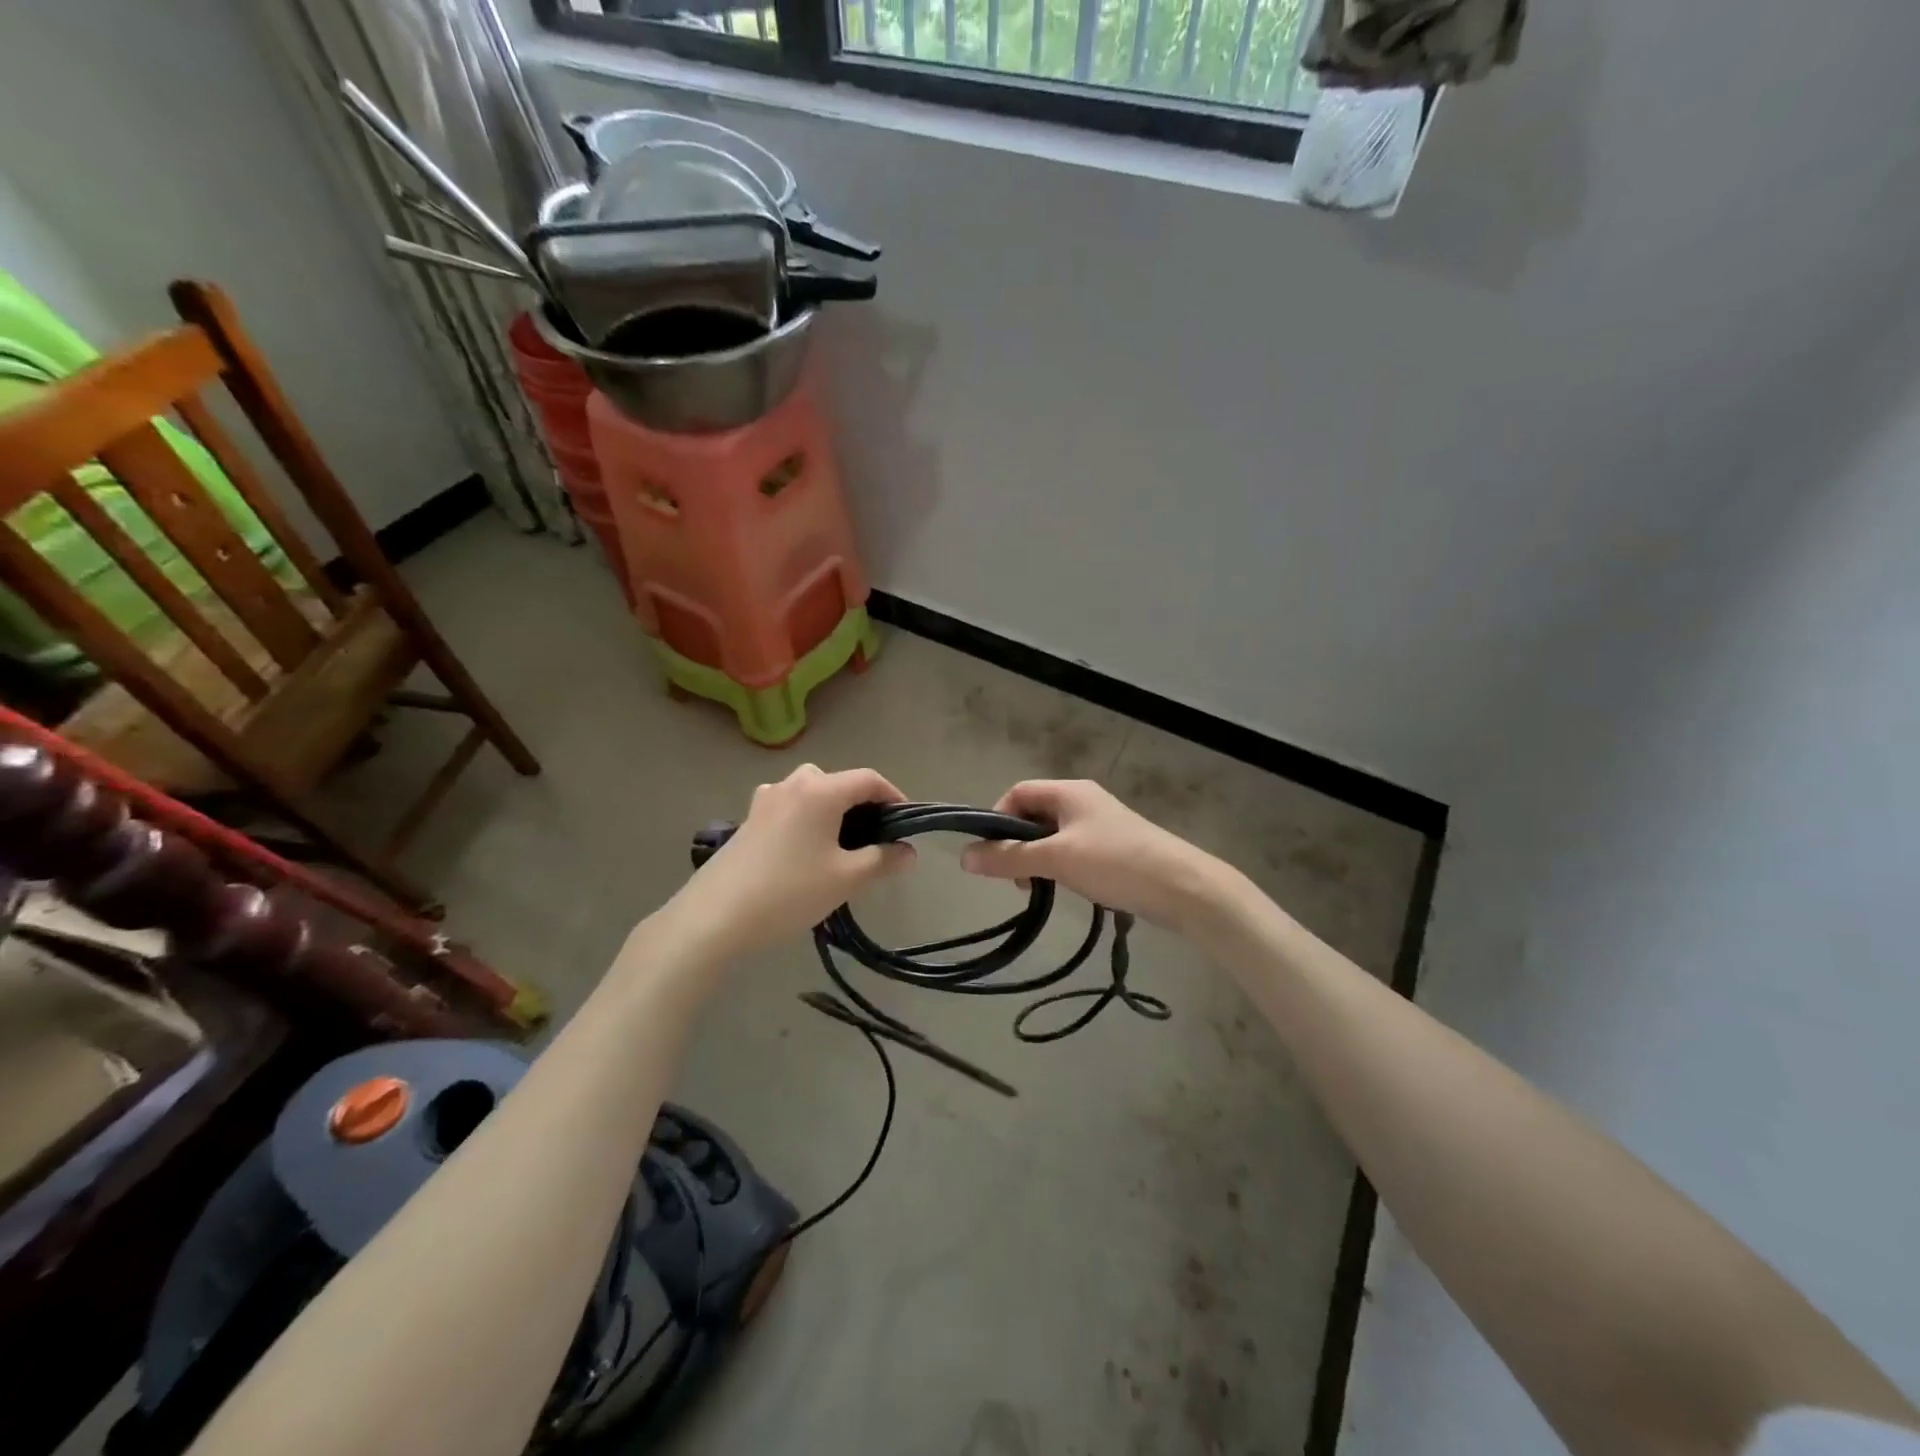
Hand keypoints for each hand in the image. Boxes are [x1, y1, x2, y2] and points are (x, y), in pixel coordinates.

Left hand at [661, 765, 914, 961]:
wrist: (713, 918)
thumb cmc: (789, 892)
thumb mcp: (846, 879)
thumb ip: (883, 860)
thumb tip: (908, 851)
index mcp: (820, 790)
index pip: (869, 779)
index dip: (894, 797)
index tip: (906, 824)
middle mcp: (792, 784)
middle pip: (838, 783)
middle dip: (862, 806)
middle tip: (874, 840)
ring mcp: (765, 800)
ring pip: (811, 795)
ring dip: (832, 813)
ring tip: (841, 850)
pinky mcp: (747, 820)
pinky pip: (789, 810)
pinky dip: (807, 822)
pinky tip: (805, 857)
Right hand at [960, 780, 1229, 930]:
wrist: (1183, 887)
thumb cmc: (1115, 862)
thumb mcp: (1056, 859)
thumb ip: (1009, 858)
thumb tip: (964, 857)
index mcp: (1069, 791)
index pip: (1017, 793)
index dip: (997, 819)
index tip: (992, 854)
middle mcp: (1083, 801)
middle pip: (1034, 814)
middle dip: (1017, 844)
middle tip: (1016, 878)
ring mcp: (1101, 825)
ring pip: (1053, 836)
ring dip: (1038, 859)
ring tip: (1039, 889)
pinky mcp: (1114, 848)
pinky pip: (1074, 850)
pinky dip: (1061, 867)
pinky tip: (1066, 889)